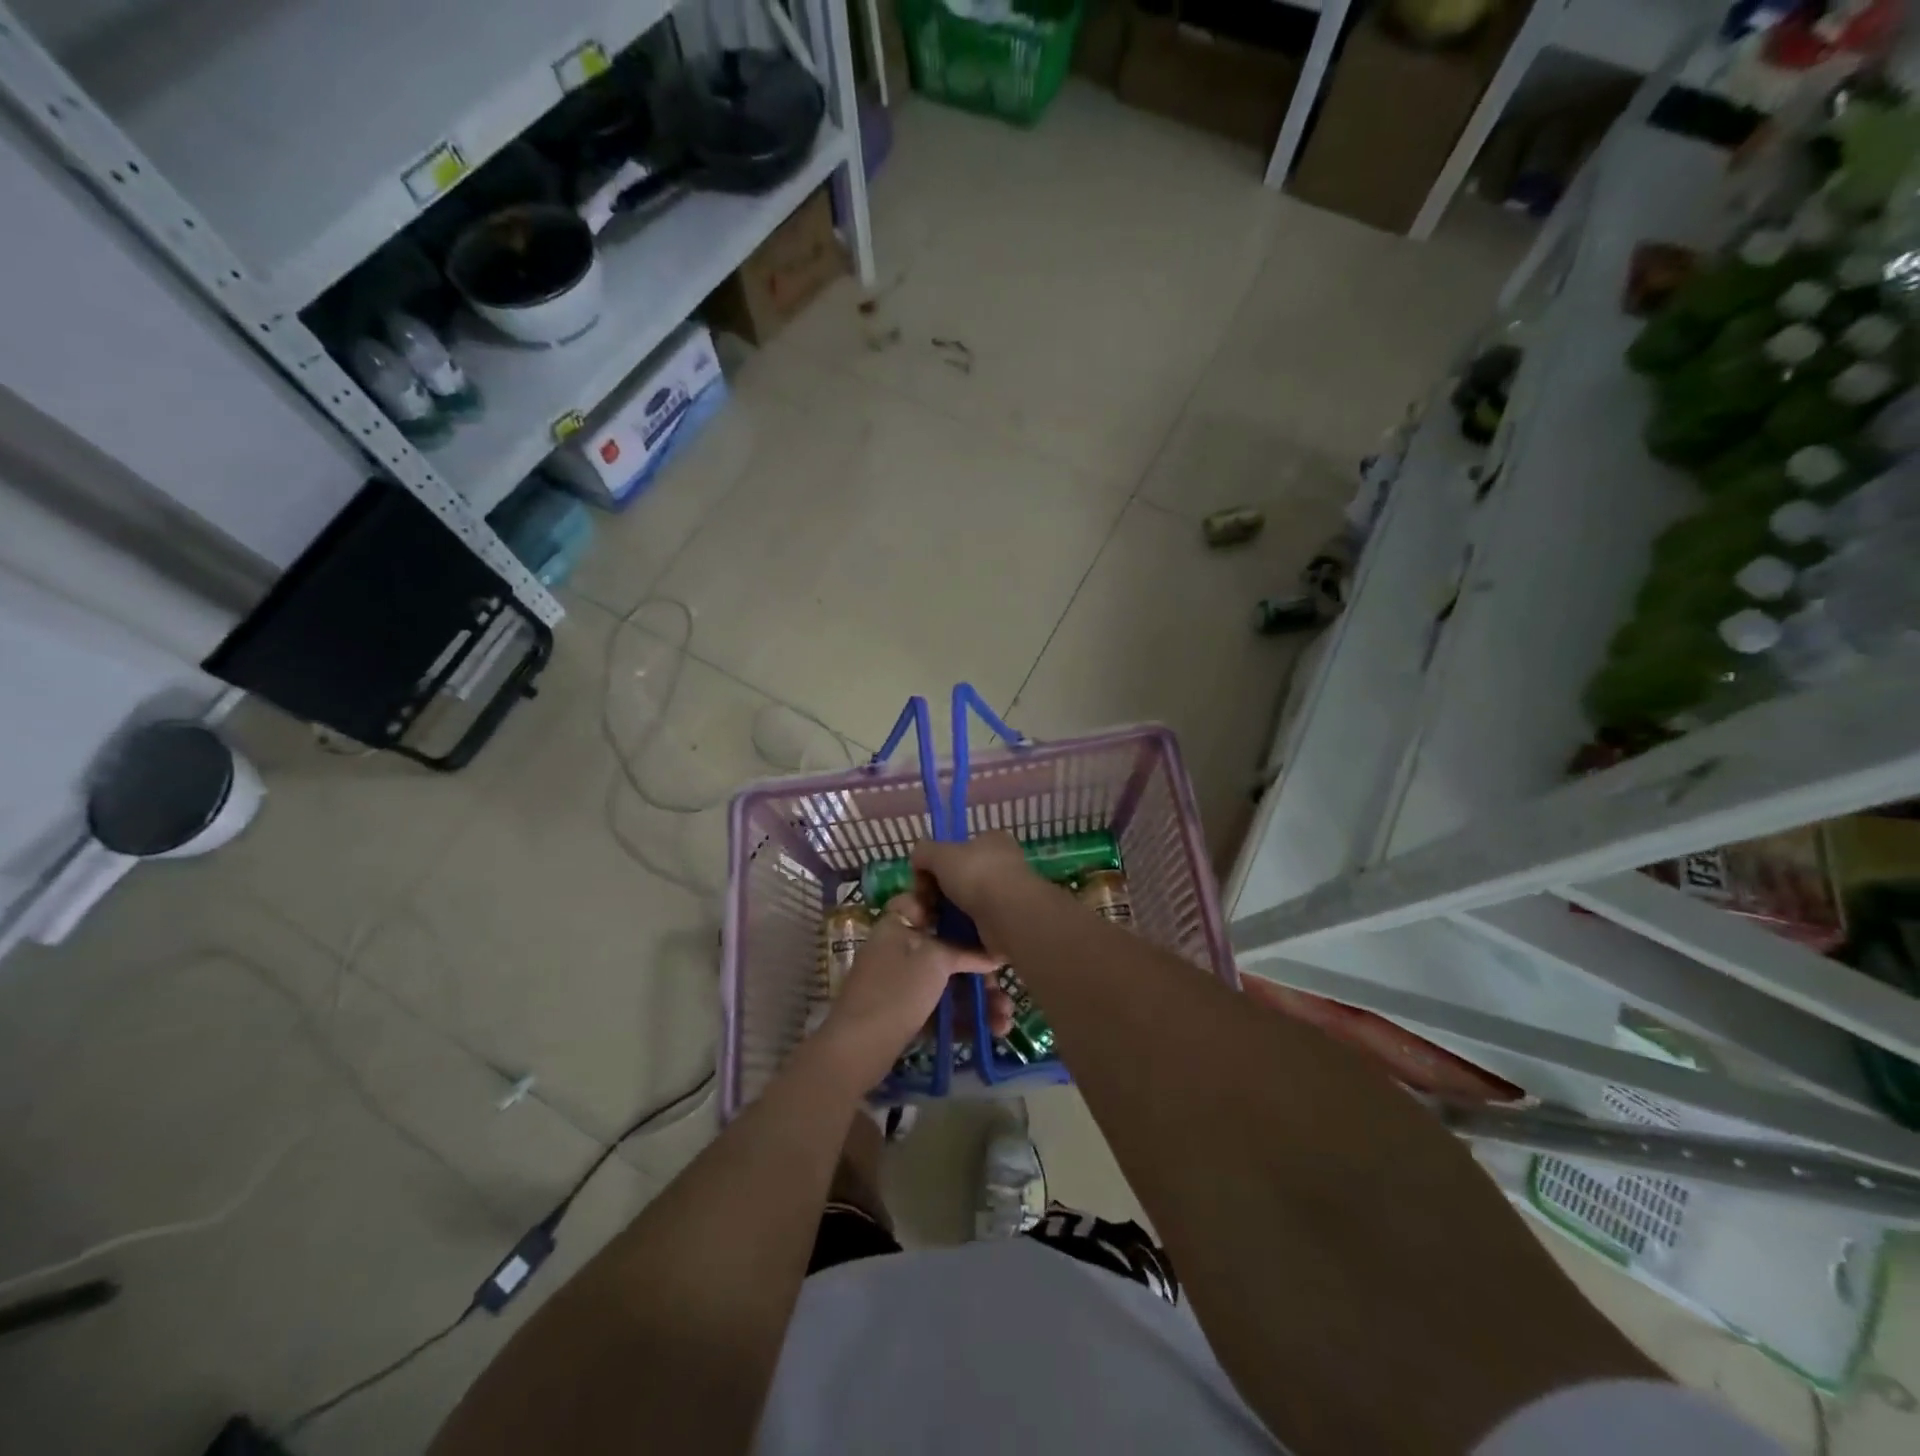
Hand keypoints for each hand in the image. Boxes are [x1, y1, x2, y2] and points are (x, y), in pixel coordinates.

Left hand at [818, 889, 1005, 1078]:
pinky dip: (964, 1017)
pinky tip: (992, 1031)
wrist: (858, 1048)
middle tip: (1002, 986)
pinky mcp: (905, 1014)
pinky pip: (941, 1008)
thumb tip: (992, 952)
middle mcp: (899, 949)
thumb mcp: (935, 960)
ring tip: (1005, 1019)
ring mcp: (901, 983)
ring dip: (978, 998)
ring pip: (947, 982)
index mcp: (897, 925)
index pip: (922, 901)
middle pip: (946, 949)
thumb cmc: (897, 990)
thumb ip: (964, 951)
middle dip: (979, 969)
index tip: (981, 918)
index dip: (950, 906)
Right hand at [910, 833, 1045, 953]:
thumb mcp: (940, 853)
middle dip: (933, 895)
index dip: (934, 864)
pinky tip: (943, 938)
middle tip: (920, 910)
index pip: (957, 849)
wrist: (1009, 916)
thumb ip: (924, 852)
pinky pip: (972, 928)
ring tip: (926, 926)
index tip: (921, 881)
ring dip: (941, 916)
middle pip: (956, 880)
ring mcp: (1004, 897)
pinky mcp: (1003, 925)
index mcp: (991, 841)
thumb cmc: (976, 875)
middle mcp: (1000, 866)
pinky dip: (956, 934)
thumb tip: (917, 861)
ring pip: (962, 906)